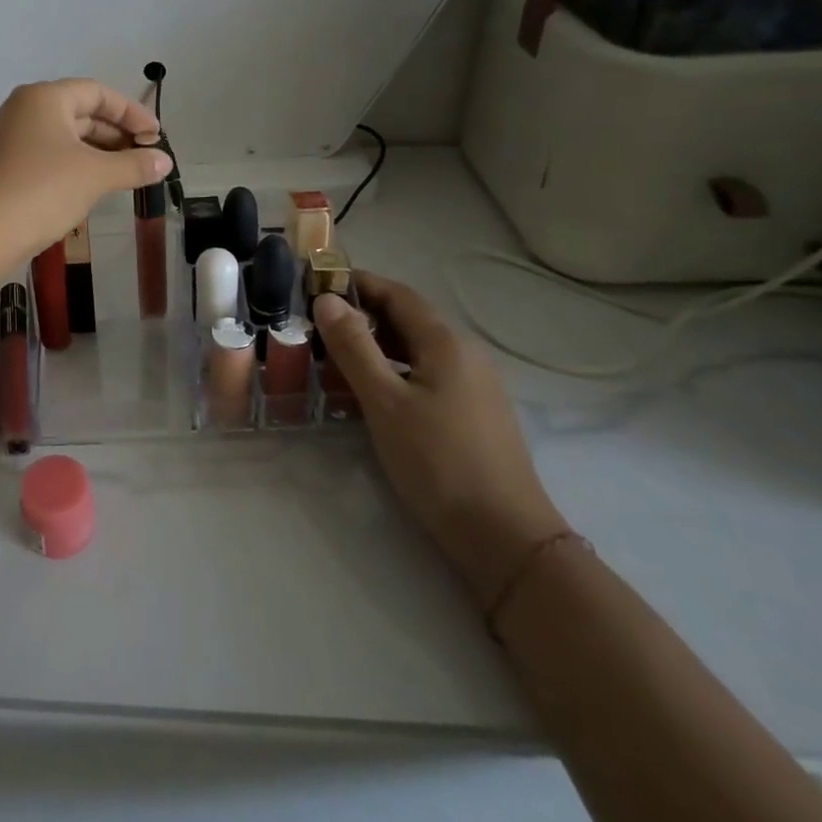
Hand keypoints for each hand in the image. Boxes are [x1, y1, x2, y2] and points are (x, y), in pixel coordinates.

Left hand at [0, 80, 169, 261]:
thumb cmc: (43, 190)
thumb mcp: (96, 175)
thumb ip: (134, 165)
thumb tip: (165, 162)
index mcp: (44, 98)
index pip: (97, 92)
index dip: (131, 113)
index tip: (156, 137)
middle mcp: (23, 109)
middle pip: (80, 112)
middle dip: (115, 134)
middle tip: (144, 157)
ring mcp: (8, 138)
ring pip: (63, 136)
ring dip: (96, 152)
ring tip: (124, 174)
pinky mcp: (2, 165)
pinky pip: (46, 155)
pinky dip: (73, 164)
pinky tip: (90, 187)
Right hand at [313, 274, 565, 607]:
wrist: (505, 538)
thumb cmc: (438, 462)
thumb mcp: (384, 402)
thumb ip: (354, 347)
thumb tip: (327, 299)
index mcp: (446, 342)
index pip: (397, 293)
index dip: (357, 283)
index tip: (315, 286)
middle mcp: (465, 354)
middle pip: (408, 319)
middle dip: (362, 315)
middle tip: (316, 325)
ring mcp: (474, 385)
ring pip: (416, 349)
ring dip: (376, 345)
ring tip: (333, 357)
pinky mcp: (473, 413)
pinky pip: (426, 374)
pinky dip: (393, 370)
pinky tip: (370, 393)